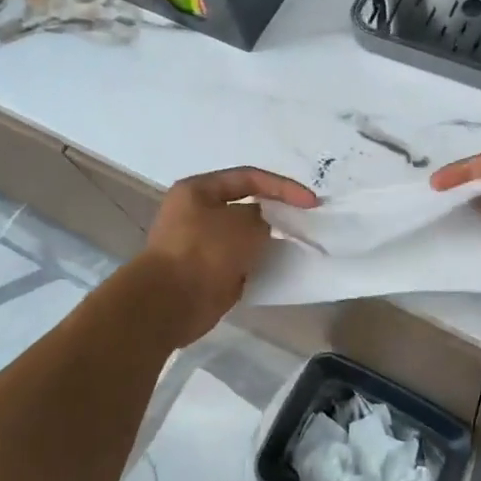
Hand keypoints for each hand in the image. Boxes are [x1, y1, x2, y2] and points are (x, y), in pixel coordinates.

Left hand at [137, 167, 317, 344]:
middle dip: (275, 213)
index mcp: (198, 190)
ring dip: (266, 241)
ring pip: (243, 236)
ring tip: (295, 245)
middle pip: (245, 206)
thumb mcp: (243, 224)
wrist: (169, 303)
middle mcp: (196, 212)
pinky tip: (277, 268)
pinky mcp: (206, 272)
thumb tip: (261, 225)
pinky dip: (256, 264)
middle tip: (304, 222)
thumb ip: (262, 217)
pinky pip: (239, 262)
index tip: (311, 202)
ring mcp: (200, 244)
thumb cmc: (205, 252)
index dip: (283, 186)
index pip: (249, 178)